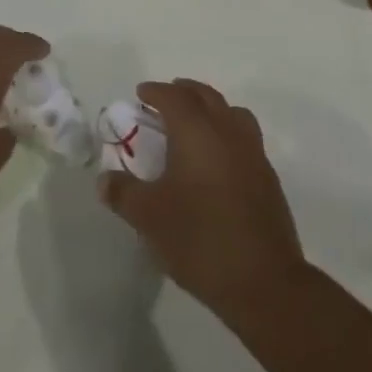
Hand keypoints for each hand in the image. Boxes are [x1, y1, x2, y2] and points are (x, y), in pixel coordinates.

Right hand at [99, 79, 306, 316]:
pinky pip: (244, 137)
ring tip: (194, 125)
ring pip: (230, 113)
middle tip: (164, 101)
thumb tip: (104, 180)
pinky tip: (217, 160)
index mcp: (197, 130)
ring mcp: (252, 151)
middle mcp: (227, 130)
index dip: (155, 91)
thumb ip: (124, 193)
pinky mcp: (267, 176)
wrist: (263, 280)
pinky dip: (227, 133)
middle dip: (184, 92)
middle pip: (205, 96)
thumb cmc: (199, 238)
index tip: (141, 94)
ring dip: (210, 109)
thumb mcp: (149, 218)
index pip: (174, 97)